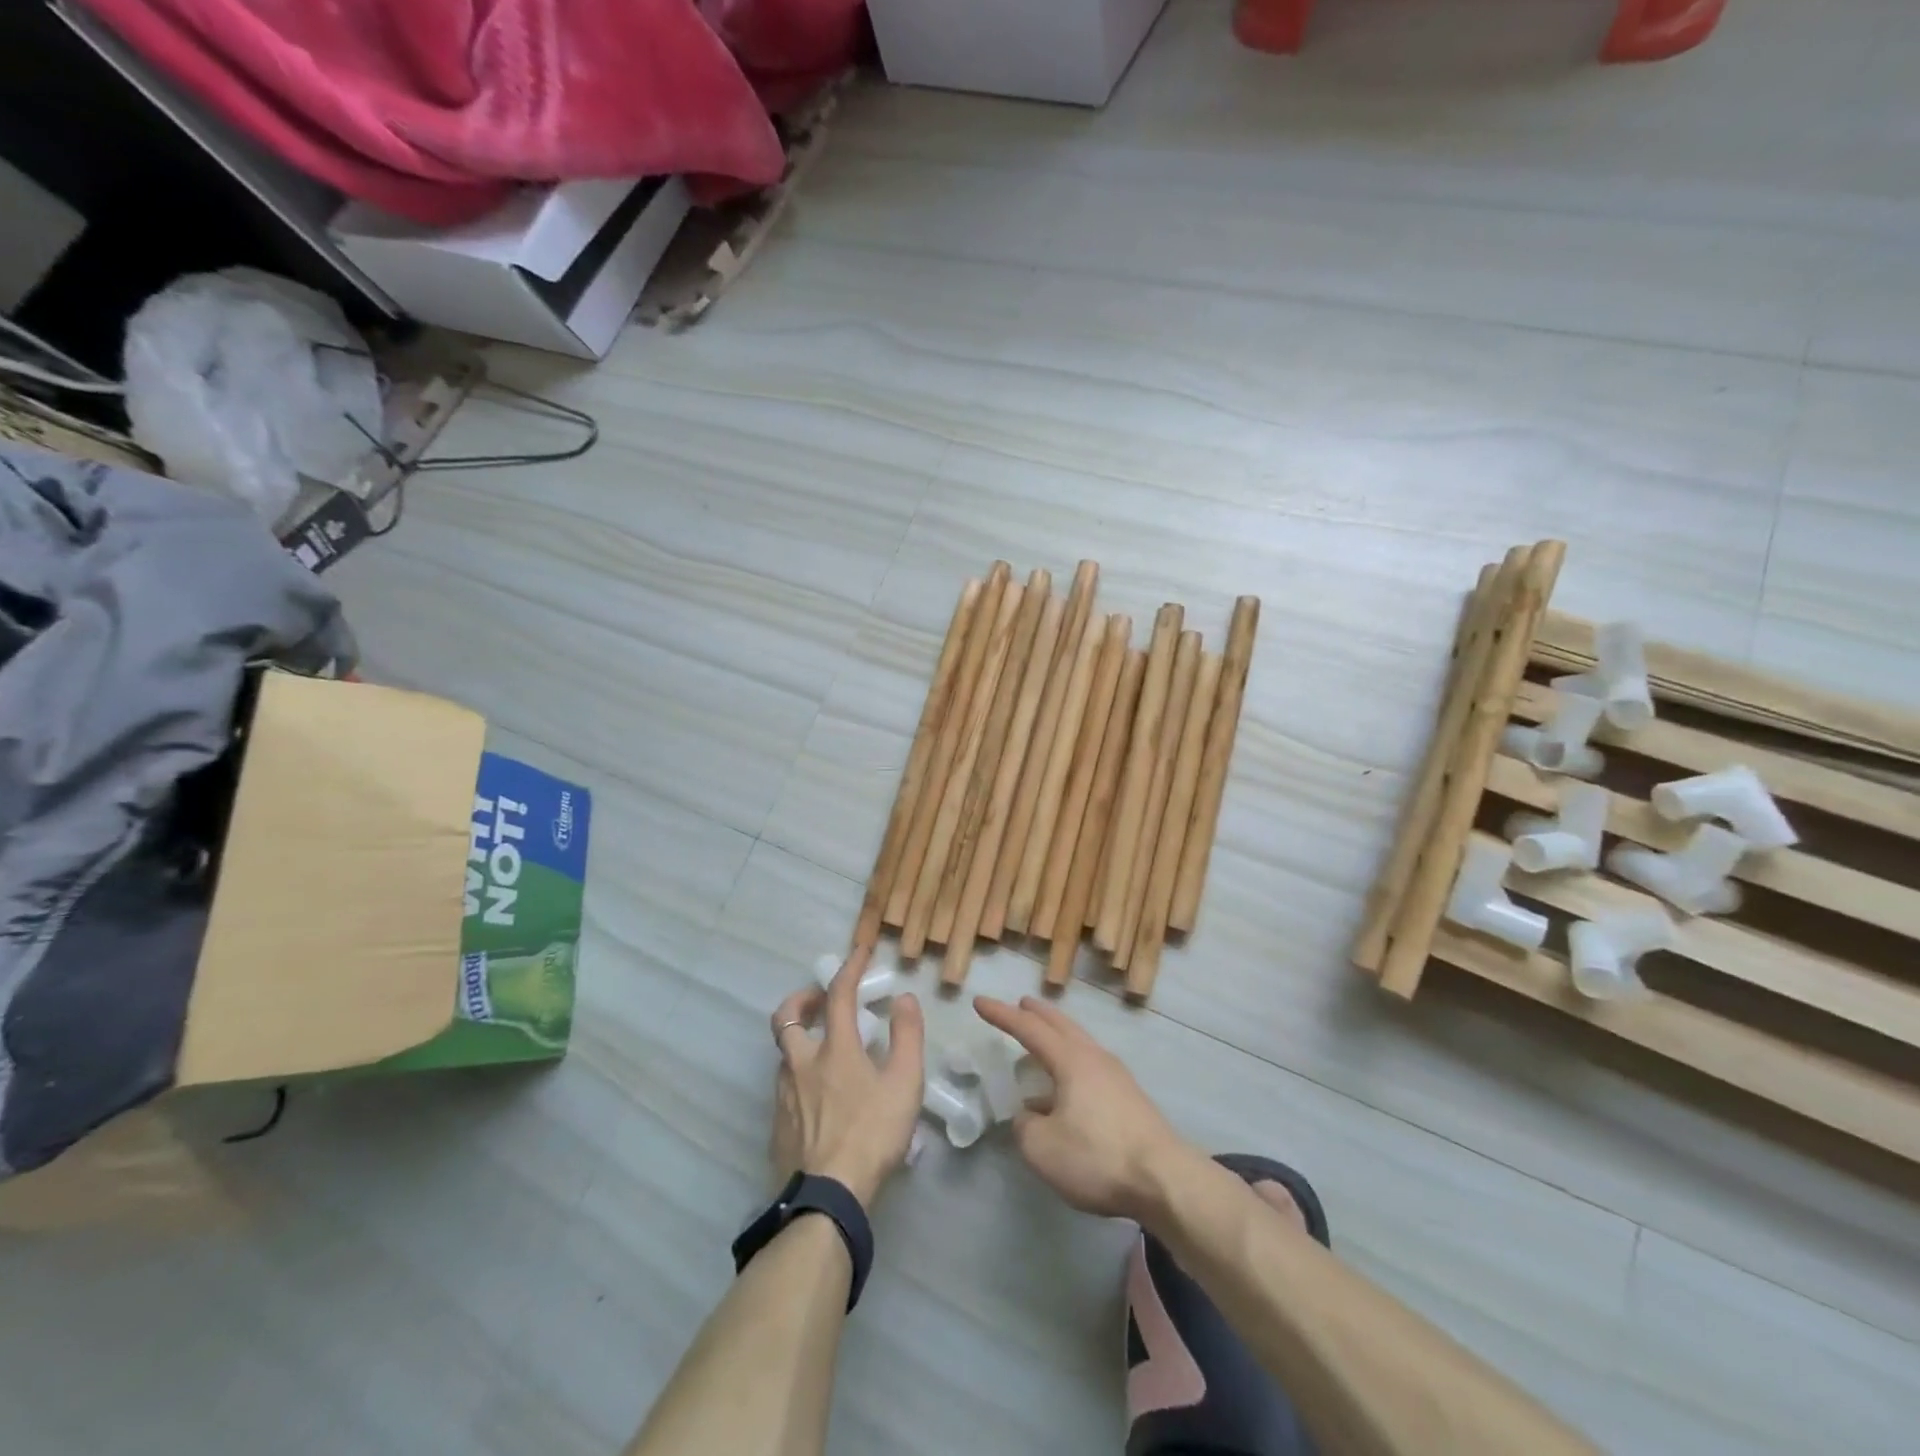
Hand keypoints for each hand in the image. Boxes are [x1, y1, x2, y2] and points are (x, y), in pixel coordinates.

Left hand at [770, 947, 924, 1210]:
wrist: (827, 1199)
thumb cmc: (871, 1135)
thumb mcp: (904, 1084)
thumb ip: (907, 1037)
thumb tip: (904, 998)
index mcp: (834, 1049)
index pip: (839, 994)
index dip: (850, 967)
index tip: (860, 949)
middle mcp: (801, 1064)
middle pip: (786, 1018)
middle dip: (801, 999)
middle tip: (820, 1000)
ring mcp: (784, 1096)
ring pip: (783, 1053)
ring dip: (800, 1039)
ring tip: (823, 1049)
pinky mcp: (777, 1126)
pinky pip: (784, 1086)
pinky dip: (798, 1074)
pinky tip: (816, 1095)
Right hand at [974, 995, 1194, 1221]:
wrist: (1165, 1180)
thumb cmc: (1098, 1156)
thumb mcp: (1043, 1148)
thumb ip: (1025, 1126)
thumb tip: (1030, 1115)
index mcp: (1071, 1061)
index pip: (1029, 1029)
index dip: (1002, 1015)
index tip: (979, 1002)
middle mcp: (1095, 1059)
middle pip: (1062, 1026)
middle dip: (1038, 1014)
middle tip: (1022, 1004)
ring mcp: (1117, 1078)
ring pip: (1080, 1045)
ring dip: (1057, 1038)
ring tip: (1040, 1046)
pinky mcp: (1130, 1100)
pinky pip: (1091, 1069)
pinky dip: (1070, 1065)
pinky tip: (1064, 1094)